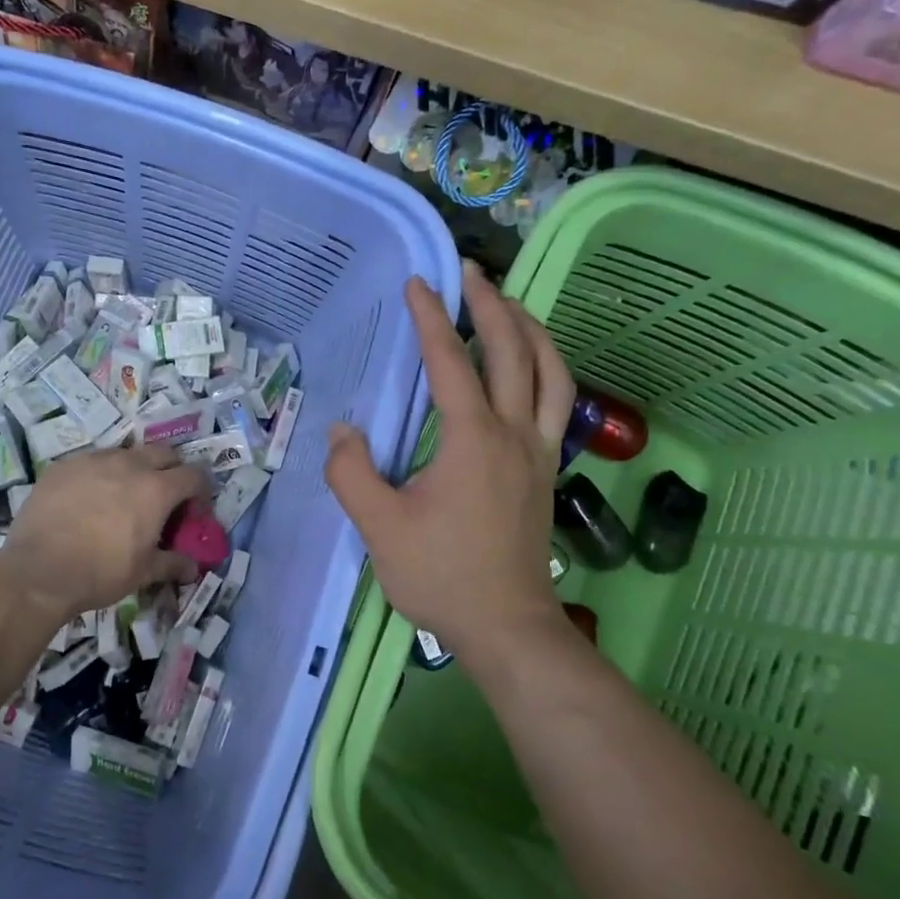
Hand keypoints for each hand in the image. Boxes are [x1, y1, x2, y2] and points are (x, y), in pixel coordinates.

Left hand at [0, 444, 209, 627]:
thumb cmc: (99, 573)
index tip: (191, 513)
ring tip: (123, 498)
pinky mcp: (63, 465)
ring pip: (126, 453)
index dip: (200, 492)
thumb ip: (172, 564)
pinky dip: (100, 474)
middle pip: (164, 453)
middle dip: (171, 471)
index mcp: (156, 489)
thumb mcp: (143, 573)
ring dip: (135, 469)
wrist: (37, 570)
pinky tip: (88, 500)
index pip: (194, 474)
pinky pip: (92, 461)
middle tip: (163, 500)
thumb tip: (193, 567)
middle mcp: (129, 464)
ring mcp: (93, 460)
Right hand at [325, 262, 578, 680]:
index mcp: (472, 439)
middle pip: (515, 350)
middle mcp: (514, 433)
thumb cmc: (441, 575)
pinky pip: (556, 400)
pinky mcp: (545, 470)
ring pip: (551, 372)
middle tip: (468, 272)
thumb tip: (343, 430)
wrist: (507, 626)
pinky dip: (545, 367)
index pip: (452, 362)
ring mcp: (538, 451)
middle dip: (491, 304)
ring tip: (507, 304)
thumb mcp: (379, 527)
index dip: (432, 318)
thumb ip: (352, 472)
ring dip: (530, 330)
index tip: (417, 283)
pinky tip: (527, 367)